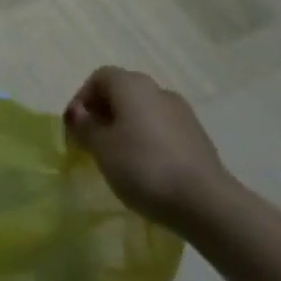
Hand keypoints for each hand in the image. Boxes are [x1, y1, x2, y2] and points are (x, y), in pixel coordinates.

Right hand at [64, 67, 230, 228]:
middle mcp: (157, 89)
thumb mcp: (101, 148)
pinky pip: (162, 131)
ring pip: (144, 113)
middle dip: (104, 114)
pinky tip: (146, 170)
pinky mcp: (198, 138)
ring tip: (118, 160)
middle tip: (92, 144)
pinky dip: (148, 142)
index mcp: (131, 84)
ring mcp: (182, 113)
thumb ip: (85, 127)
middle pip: (122, 93)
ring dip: (127, 129)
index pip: (99, 78)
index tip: (75, 128)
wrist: (206, 202)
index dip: (81, 99)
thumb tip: (79, 114)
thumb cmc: (143, 167)